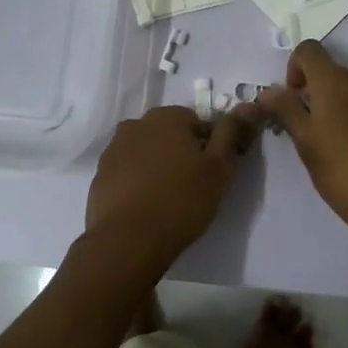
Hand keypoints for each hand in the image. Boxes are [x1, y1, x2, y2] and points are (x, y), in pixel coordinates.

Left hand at [82, 104, 257, 272]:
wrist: (127, 241)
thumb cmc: (181, 200)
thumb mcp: (219, 167)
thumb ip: (232, 132)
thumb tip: (248, 105)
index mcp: (166, 116)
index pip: (197, 123)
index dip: (209, 147)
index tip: (212, 173)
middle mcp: (136, 124)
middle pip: (168, 135)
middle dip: (181, 154)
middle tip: (193, 187)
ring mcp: (113, 150)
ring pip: (146, 153)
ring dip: (158, 167)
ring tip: (168, 200)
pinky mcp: (99, 176)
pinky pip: (127, 173)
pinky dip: (138, 183)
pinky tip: (146, 207)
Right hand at [257, 41, 347, 241]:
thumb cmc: (345, 174)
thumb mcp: (307, 144)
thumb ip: (286, 110)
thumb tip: (268, 91)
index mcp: (335, 80)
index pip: (308, 50)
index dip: (296, 68)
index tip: (296, 99)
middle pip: (336, 71)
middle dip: (323, 92)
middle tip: (319, 130)